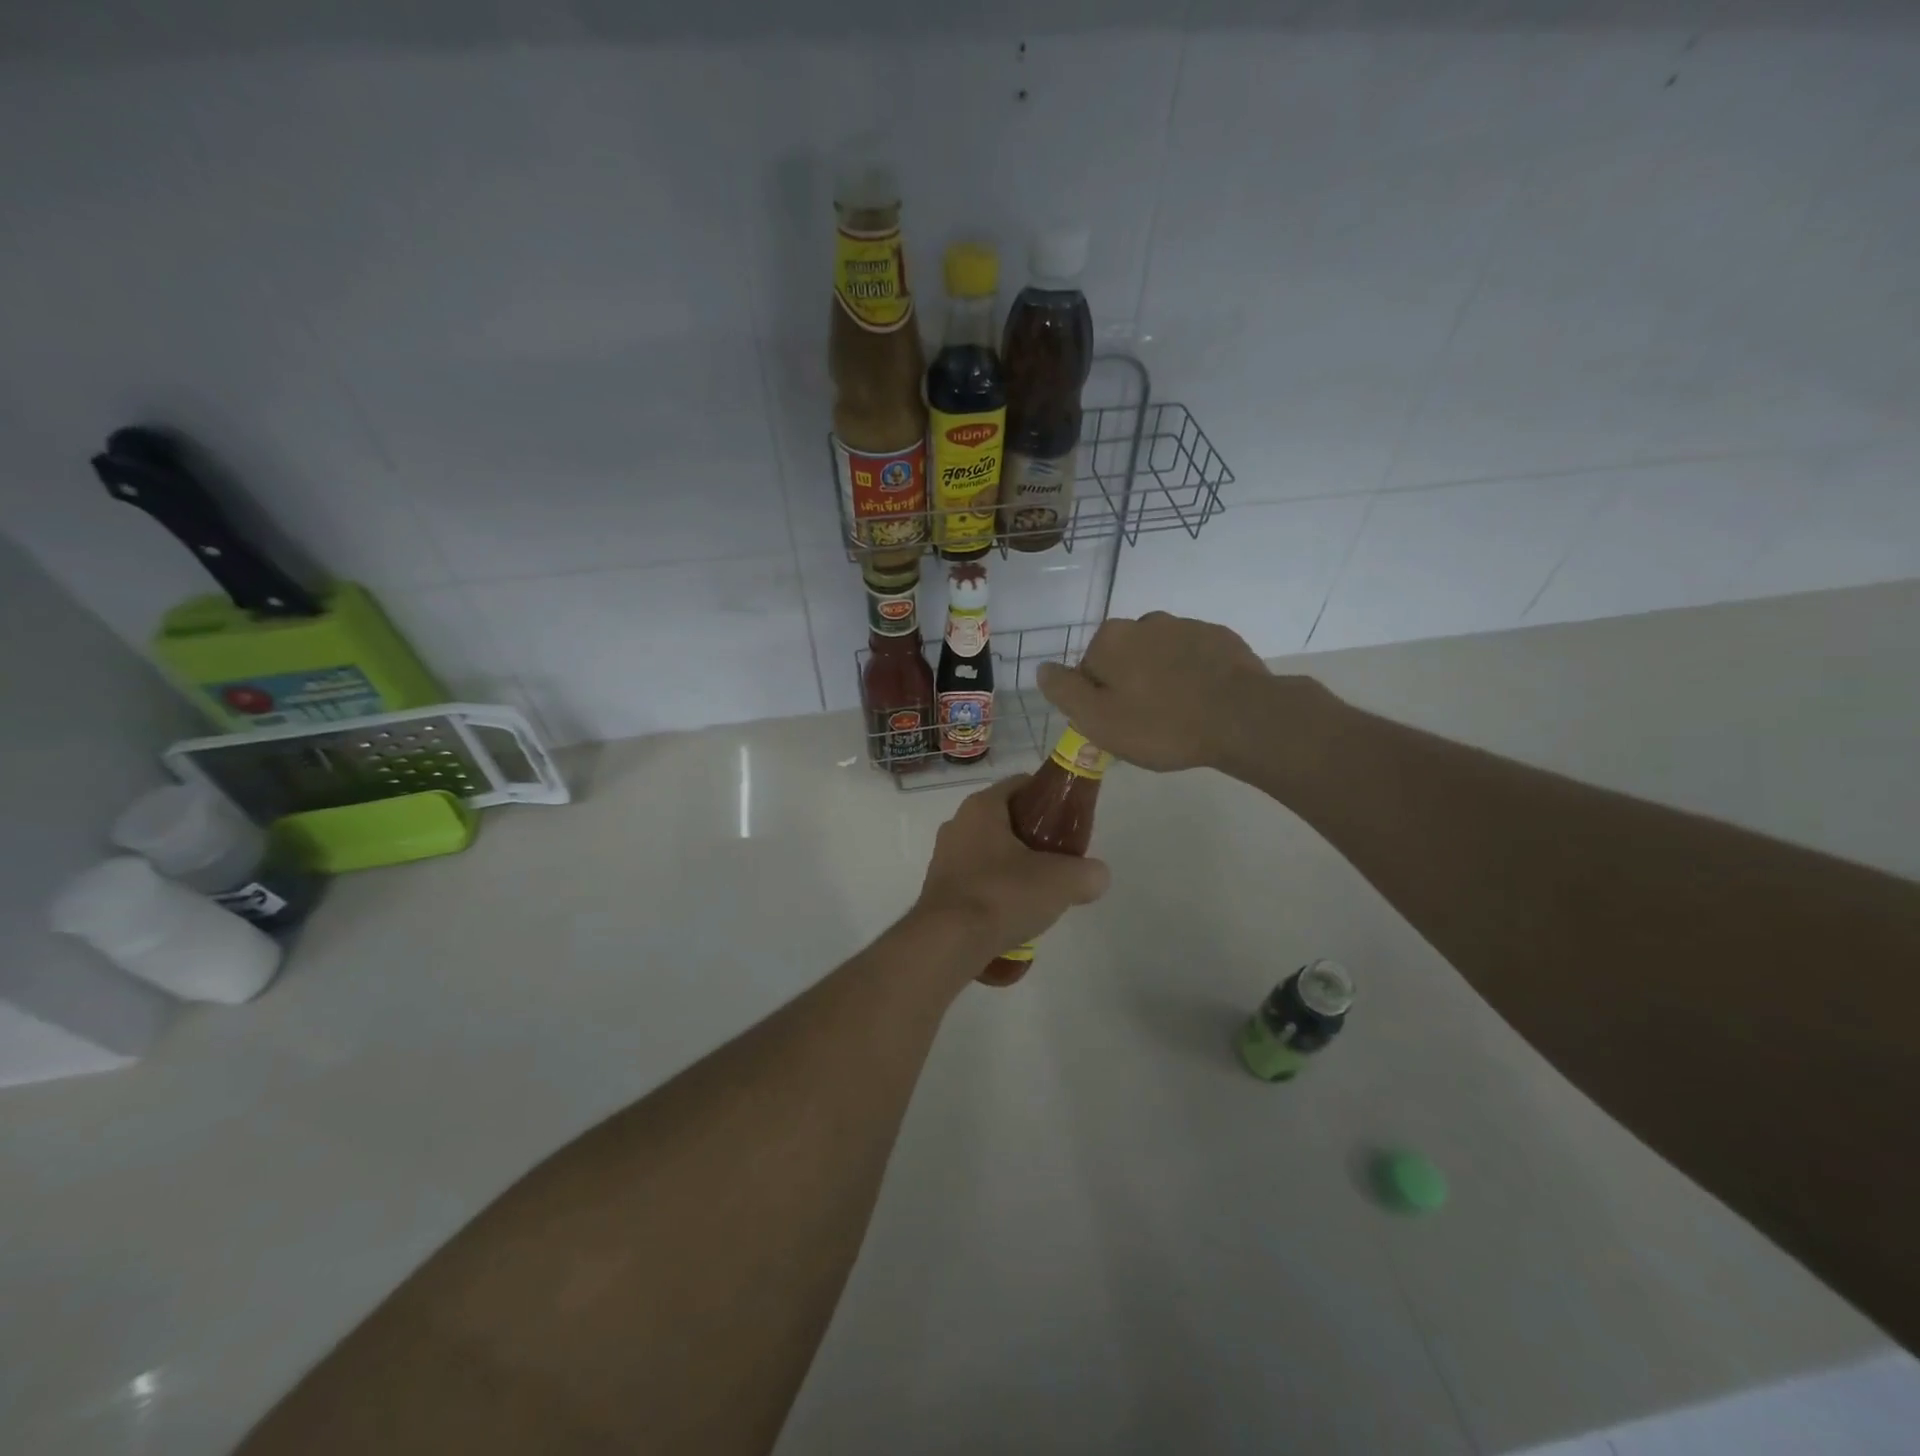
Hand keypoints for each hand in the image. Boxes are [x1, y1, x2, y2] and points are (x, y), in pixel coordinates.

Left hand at [912, 776, 1110, 962]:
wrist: (948, 943)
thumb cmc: (1003, 895)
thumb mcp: (1062, 881)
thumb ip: (1087, 873)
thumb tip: (1097, 876)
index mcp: (981, 807)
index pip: (1021, 784)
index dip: (1049, 798)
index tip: (1069, 821)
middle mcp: (957, 824)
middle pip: (1006, 820)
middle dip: (1034, 837)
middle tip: (1059, 860)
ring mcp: (944, 858)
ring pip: (990, 852)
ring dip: (1014, 867)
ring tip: (1039, 893)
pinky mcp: (939, 890)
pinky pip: (976, 880)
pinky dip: (996, 891)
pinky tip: (1013, 914)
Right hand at [1035, 612, 1276, 772]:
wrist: (1242, 718)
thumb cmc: (1160, 724)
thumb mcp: (1097, 720)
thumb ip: (1063, 691)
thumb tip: (1043, 668)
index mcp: (1111, 639)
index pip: (1088, 669)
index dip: (1097, 699)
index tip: (1116, 724)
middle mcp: (1145, 621)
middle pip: (1124, 658)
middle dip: (1129, 684)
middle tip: (1146, 724)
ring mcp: (1187, 626)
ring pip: (1159, 656)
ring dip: (1161, 678)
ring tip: (1178, 715)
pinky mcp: (1221, 638)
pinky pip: (1193, 658)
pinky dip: (1192, 675)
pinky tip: (1203, 703)